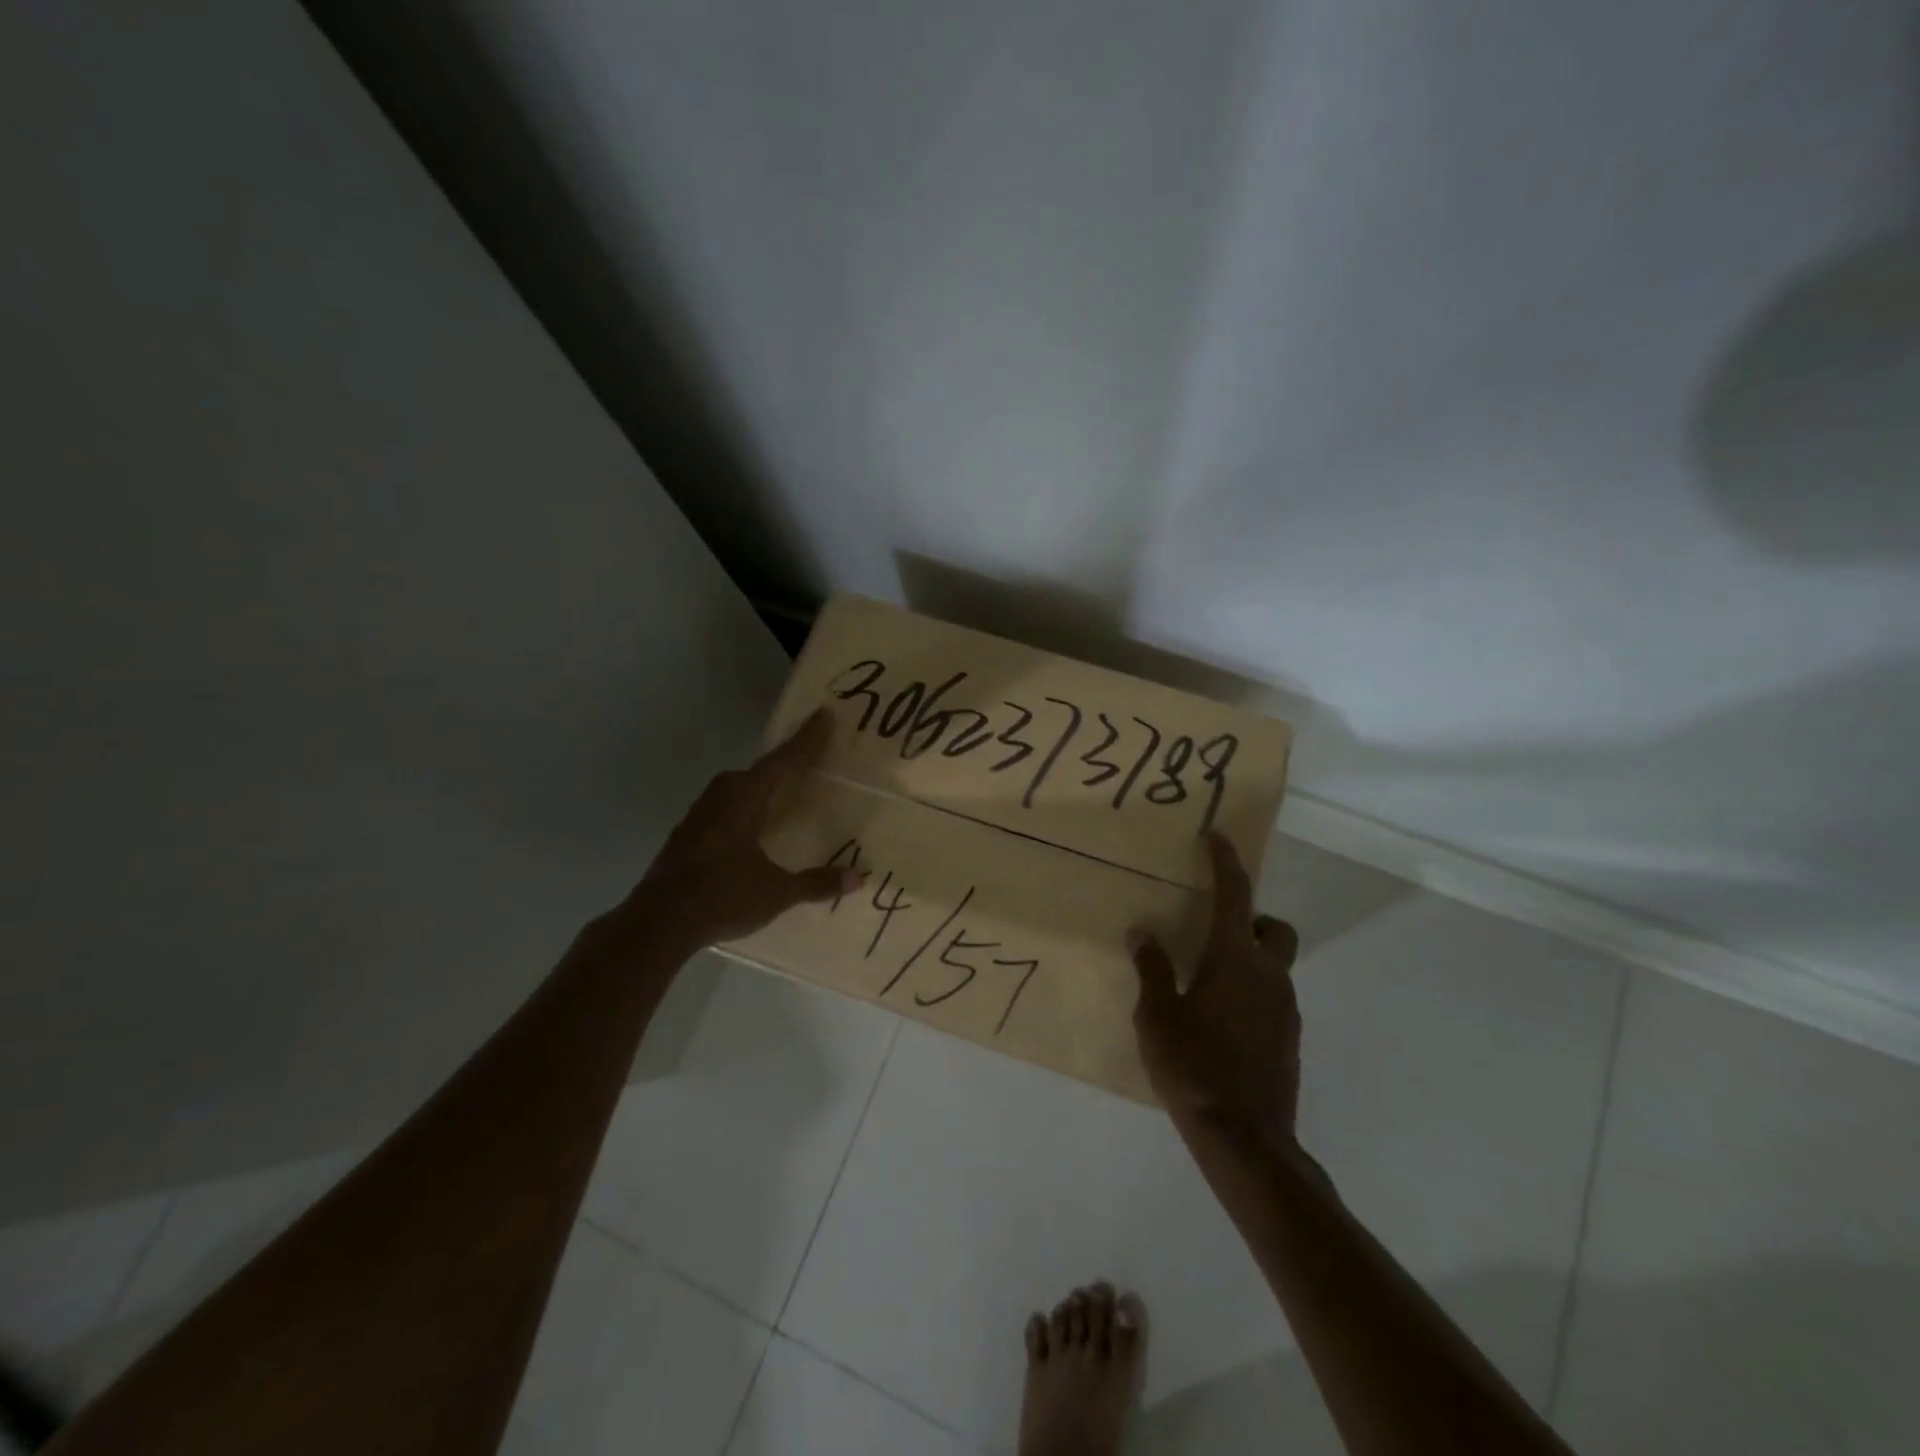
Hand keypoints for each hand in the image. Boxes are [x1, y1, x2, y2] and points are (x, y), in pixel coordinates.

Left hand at [624, 708, 860, 949]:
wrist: (657, 923)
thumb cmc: (722, 897)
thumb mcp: (776, 892)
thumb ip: (816, 883)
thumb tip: (859, 877)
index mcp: (743, 801)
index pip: (781, 763)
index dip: (806, 740)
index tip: (823, 715)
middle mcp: (718, 801)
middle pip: (753, 772)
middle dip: (778, 765)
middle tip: (802, 762)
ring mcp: (696, 819)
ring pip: (731, 791)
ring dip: (754, 788)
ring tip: (774, 797)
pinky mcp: (683, 840)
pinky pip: (719, 812)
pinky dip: (738, 811)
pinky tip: (744, 832)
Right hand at [1129, 833, 1302, 1152]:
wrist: (1244, 1138)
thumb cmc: (1193, 1065)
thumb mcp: (1157, 1014)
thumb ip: (1152, 968)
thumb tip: (1143, 931)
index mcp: (1234, 958)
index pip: (1235, 893)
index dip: (1225, 861)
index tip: (1217, 837)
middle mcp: (1268, 974)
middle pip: (1274, 928)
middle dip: (1251, 918)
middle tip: (1213, 932)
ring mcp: (1285, 1009)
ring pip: (1274, 964)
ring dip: (1248, 959)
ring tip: (1206, 982)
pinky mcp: (1288, 1039)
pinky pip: (1272, 997)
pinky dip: (1251, 992)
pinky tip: (1220, 1020)